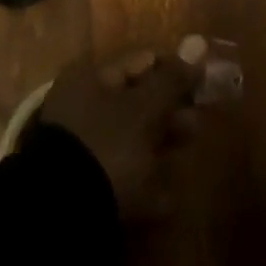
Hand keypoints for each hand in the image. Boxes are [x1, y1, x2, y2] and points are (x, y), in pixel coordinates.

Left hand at [37, 48, 201, 216]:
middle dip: (170, 111)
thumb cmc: (107, 146)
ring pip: (131, 139)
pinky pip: (122, 177)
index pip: (141, 61)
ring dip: (161, 144)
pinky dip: (144, 184)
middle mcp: (83, 107)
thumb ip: (172, 79)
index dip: (174, 69)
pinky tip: (167, 200)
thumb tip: (197, 45)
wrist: (63, 220)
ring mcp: (82, 150)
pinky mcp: (84, 189)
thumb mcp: (144, 108)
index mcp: (91, 78)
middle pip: (137, 100)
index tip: (202, 84)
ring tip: (187, 154)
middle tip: (197, 123)